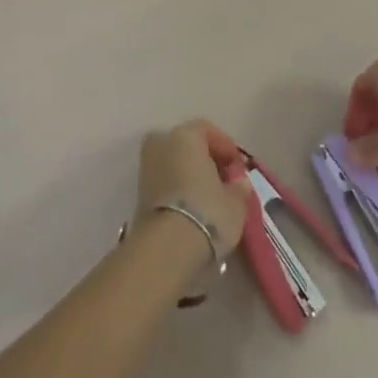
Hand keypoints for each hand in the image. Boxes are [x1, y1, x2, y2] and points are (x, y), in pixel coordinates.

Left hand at [135, 121, 250, 259]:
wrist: (167, 248)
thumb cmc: (207, 213)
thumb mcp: (236, 202)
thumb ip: (239, 187)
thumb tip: (239, 182)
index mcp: (184, 135)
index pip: (207, 130)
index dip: (225, 147)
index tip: (238, 168)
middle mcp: (161, 143)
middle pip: (187, 145)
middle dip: (205, 160)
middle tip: (224, 181)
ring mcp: (146, 167)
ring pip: (173, 163)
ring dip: (190, 176)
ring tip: (210, 199)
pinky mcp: (138, 193)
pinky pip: (165, 182)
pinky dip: (178, 190)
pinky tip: (193, 209)